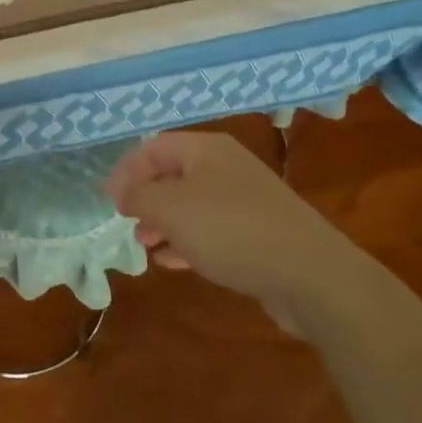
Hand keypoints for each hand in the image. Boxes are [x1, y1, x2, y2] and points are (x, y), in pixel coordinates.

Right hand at [105, 130, 355, 322]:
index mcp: (206, 149)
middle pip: (173, 174)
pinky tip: (173, 262)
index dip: (126, 169)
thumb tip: (121, 192)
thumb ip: (139, 196)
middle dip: (145, 197)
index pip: (154, 147)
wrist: (312, 275)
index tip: (108, 200)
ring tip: (145, 244)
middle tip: (126, 221)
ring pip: (191, 204)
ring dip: (164, 222)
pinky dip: (188, 241)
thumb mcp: (172, 209)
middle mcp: (226, 167)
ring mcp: (245, 200)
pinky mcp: (259, 233)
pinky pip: (212, 230)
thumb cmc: (232, 230)